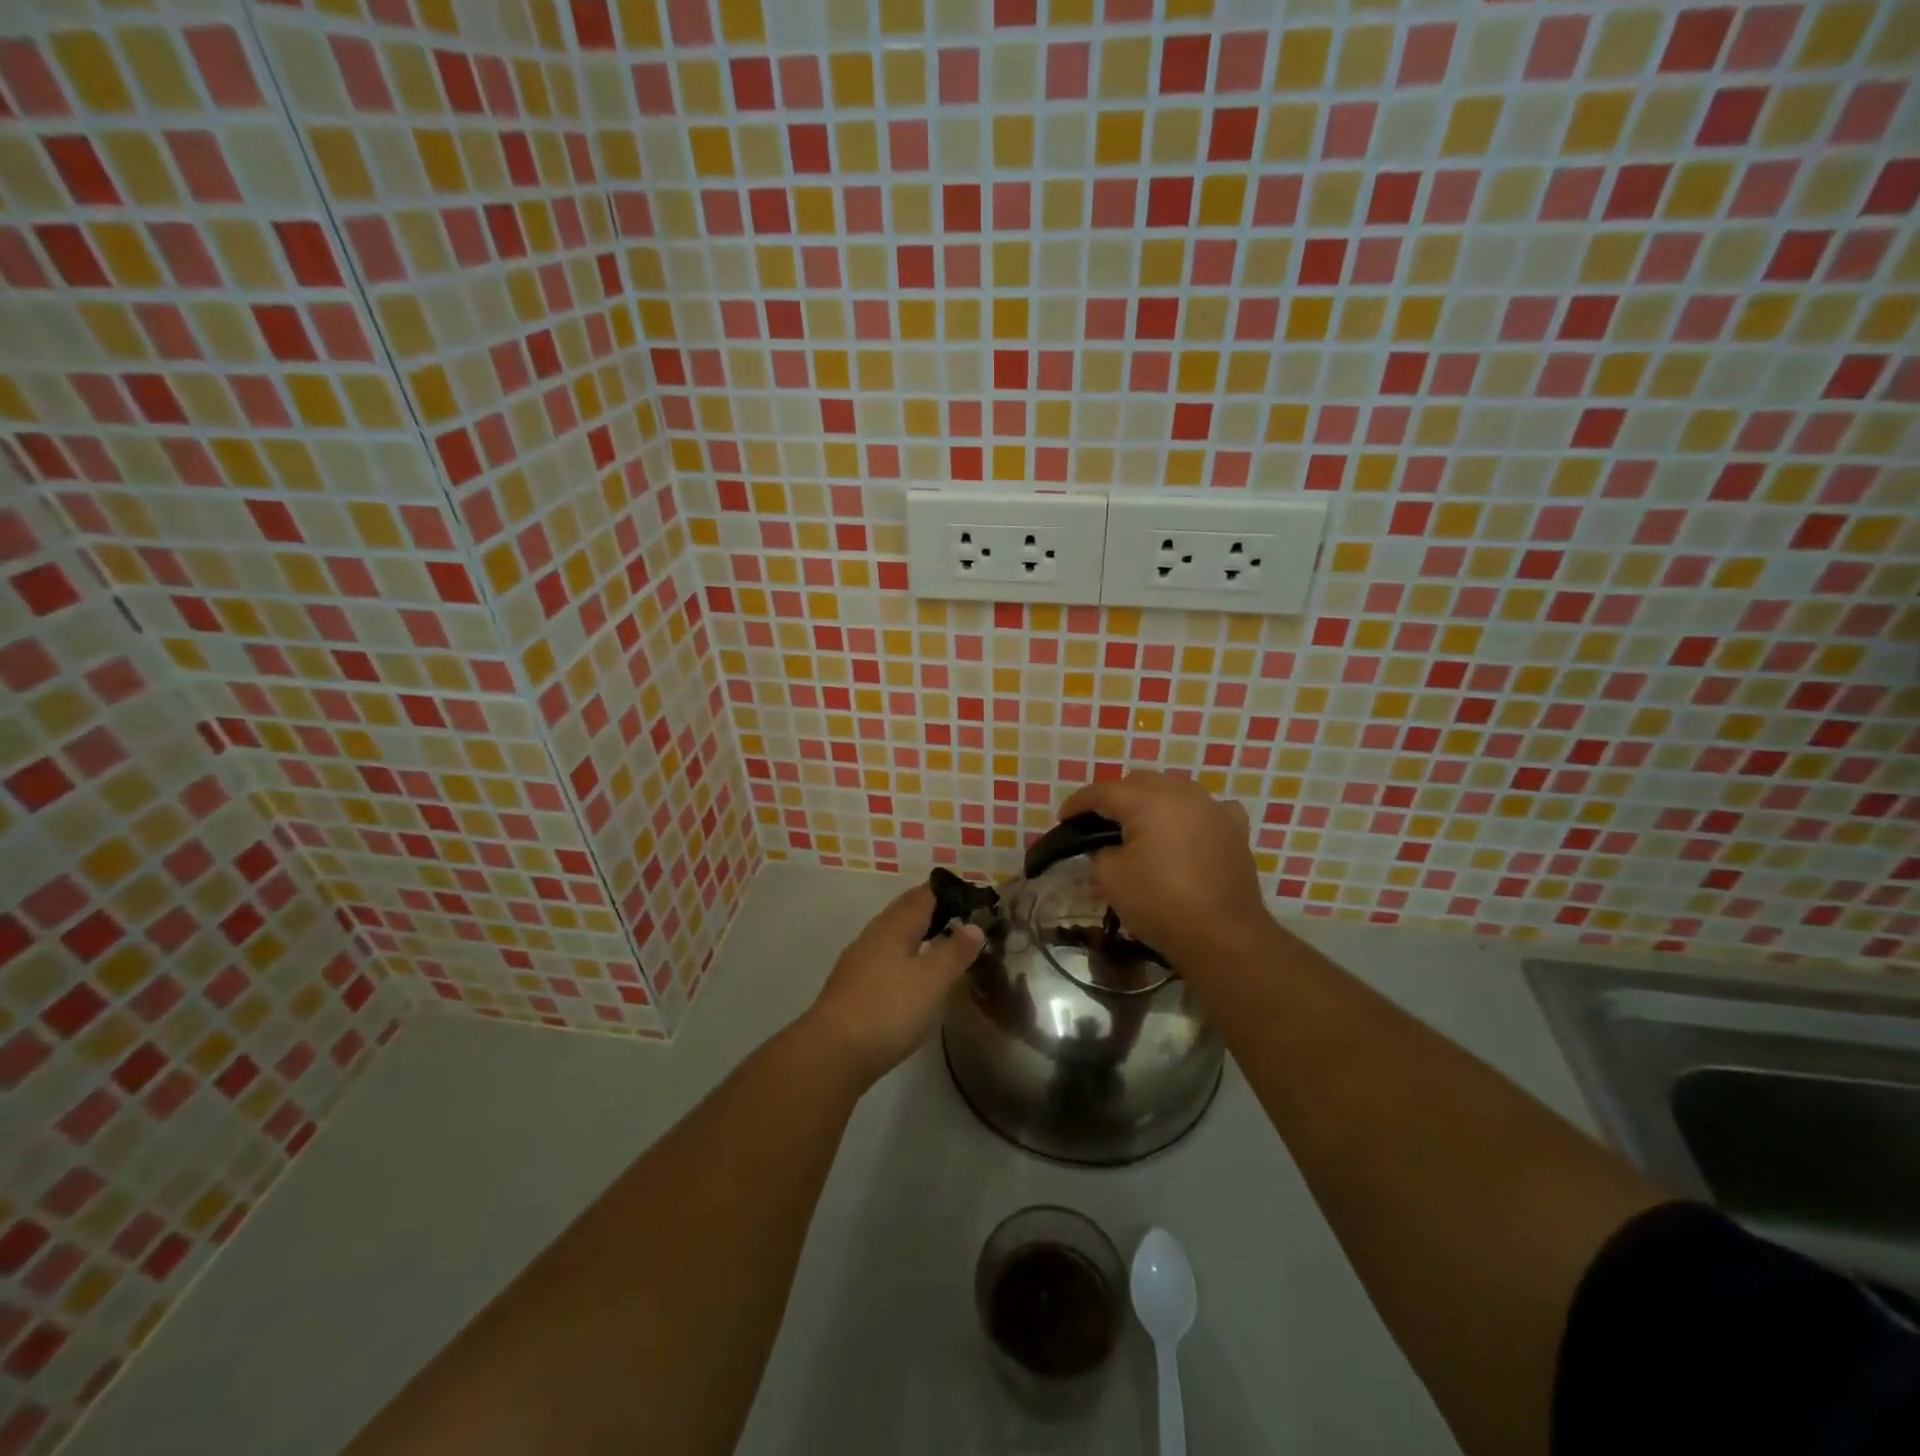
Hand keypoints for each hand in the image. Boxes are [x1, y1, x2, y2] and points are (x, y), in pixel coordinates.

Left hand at [804, 885, 983, 1085]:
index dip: (946, 892)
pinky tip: (911, 976)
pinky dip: (903, 957)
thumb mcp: (932, 980)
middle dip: (931, 910)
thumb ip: (954, 951)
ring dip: (916, 934)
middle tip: (960, 917)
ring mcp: (858, 961)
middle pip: (904, 912)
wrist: (832, 1053)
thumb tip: (973, 925)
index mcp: (894, 926)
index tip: (970, 897)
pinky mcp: (852, 987)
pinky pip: (884, 958)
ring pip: (892, 935)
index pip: (923, 895)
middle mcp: (873, 936)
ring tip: (940, 945)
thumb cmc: (888, 1009)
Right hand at [1060, 772, 1269, 967]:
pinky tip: (1186, 831)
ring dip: (1152, 802)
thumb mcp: (1110, 878)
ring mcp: (1213, 808)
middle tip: (1098, 823)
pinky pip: (1206, 810)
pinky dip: (1190, 815)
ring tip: (1140, 826)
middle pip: (1138, 783)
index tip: (1063, 818)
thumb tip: (1106, 846)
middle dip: (1115, 798)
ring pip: (1173, 791)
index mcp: (1147, 800)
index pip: (1102, 792)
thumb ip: (1099, 851)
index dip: (1077, 804)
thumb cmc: (1159, 903)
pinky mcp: (1234, 829)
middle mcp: (1182, 793)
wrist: (1222, 935)